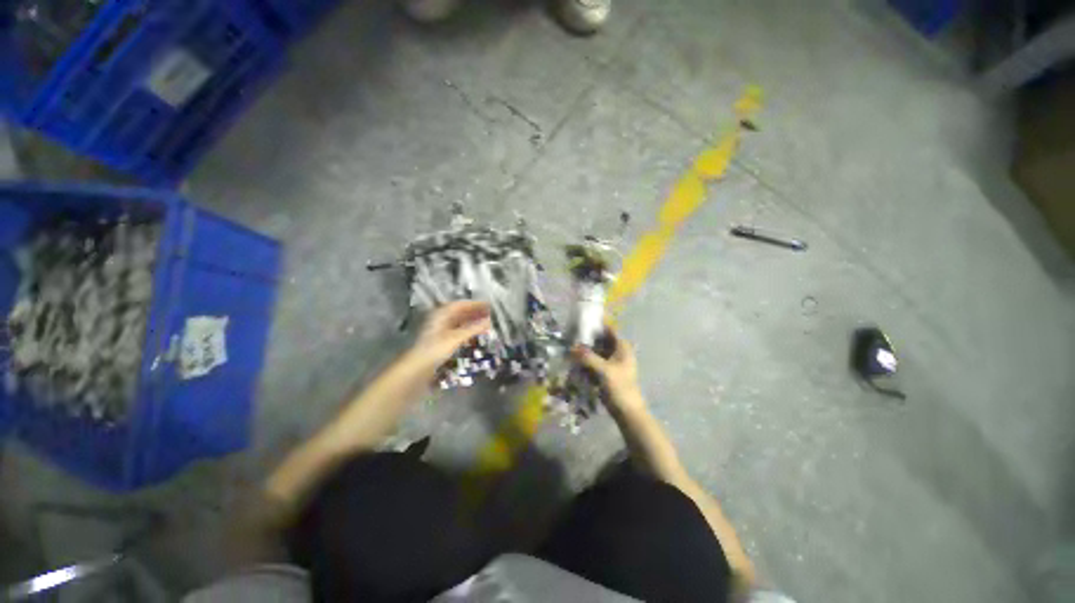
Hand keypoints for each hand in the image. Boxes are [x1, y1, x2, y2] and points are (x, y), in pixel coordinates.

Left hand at [411, 301, 492, 371]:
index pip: (462, 304)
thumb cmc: (435, 349)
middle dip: (476, 313)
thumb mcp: (456, 337)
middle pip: (461, 312)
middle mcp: (441, 318)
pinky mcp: (442, 338)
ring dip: (473, 321)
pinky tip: (476, 333)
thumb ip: (474, 328)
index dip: (476, 304)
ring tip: (487, 324)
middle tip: (491, 315)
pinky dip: (468, 329)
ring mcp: (441, 328)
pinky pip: (458, 329)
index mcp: (442, 313)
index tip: (490, 306)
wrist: (417, 367)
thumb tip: (491, 321)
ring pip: (460, 321)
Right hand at [573, 326, 643, 410]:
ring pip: (596, 351)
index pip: (607, 329)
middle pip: (600, 340)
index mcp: (622, 347)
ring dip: (585, 350)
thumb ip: (587, 357)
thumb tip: (571, 347)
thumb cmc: (619, 387)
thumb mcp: (603, 370)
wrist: (627, 412)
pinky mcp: (606, 372)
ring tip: (569, 348)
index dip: (595, 325)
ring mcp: (612, 362)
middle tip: (570, 336)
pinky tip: (574, 361)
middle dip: (586, 339)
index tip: (579, 322)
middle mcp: (617, 351)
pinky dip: (586, 361)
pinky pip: (594, 362)